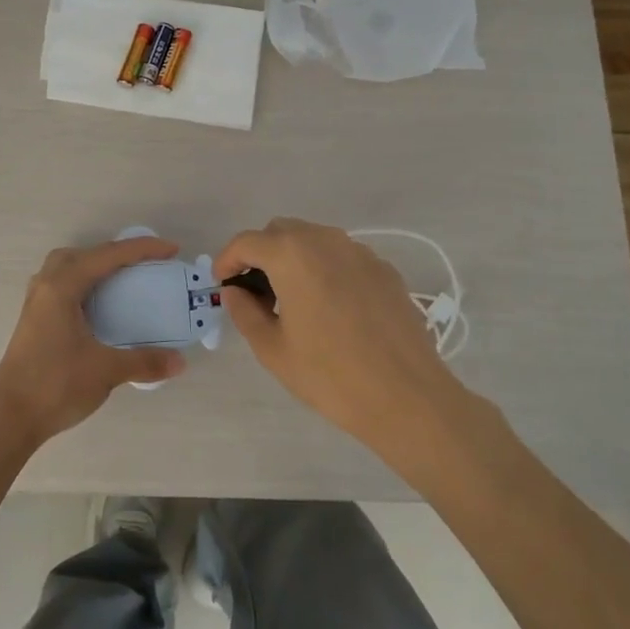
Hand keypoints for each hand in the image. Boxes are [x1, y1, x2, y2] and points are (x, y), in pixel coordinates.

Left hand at [0, 237, 186, 446]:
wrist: (9, 417)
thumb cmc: (55, 385)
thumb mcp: (105, 371)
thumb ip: (144, 362)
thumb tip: (180, 362)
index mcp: (62, 287)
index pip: (108, 256)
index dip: (142, 249)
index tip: (172, 250)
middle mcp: (45, 287)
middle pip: (81, 254)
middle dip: (113, 253)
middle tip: (141, 265)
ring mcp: (35, 304)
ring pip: (64, 269)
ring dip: (93, 267)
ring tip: (119, 282)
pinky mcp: (33, 322)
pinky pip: (60, 287)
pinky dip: (82, 286)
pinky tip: (96, 309)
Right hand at [215, 218, 469, 463]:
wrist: (407, 396)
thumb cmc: (330, 375)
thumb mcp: (273, 349)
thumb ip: (245, 312)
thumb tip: (235, 291)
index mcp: (292, 256)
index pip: (247, 242)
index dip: (227, 260)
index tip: (222, 284)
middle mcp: (326, 241)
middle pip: (281, 231)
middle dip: (261, 254)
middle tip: (255, 293)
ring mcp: (361, 252)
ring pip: (314, 240)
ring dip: (293, 258)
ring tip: (291, 300)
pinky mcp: (385, 270)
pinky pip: (342, 256)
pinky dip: (324, 269)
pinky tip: (329, 308)